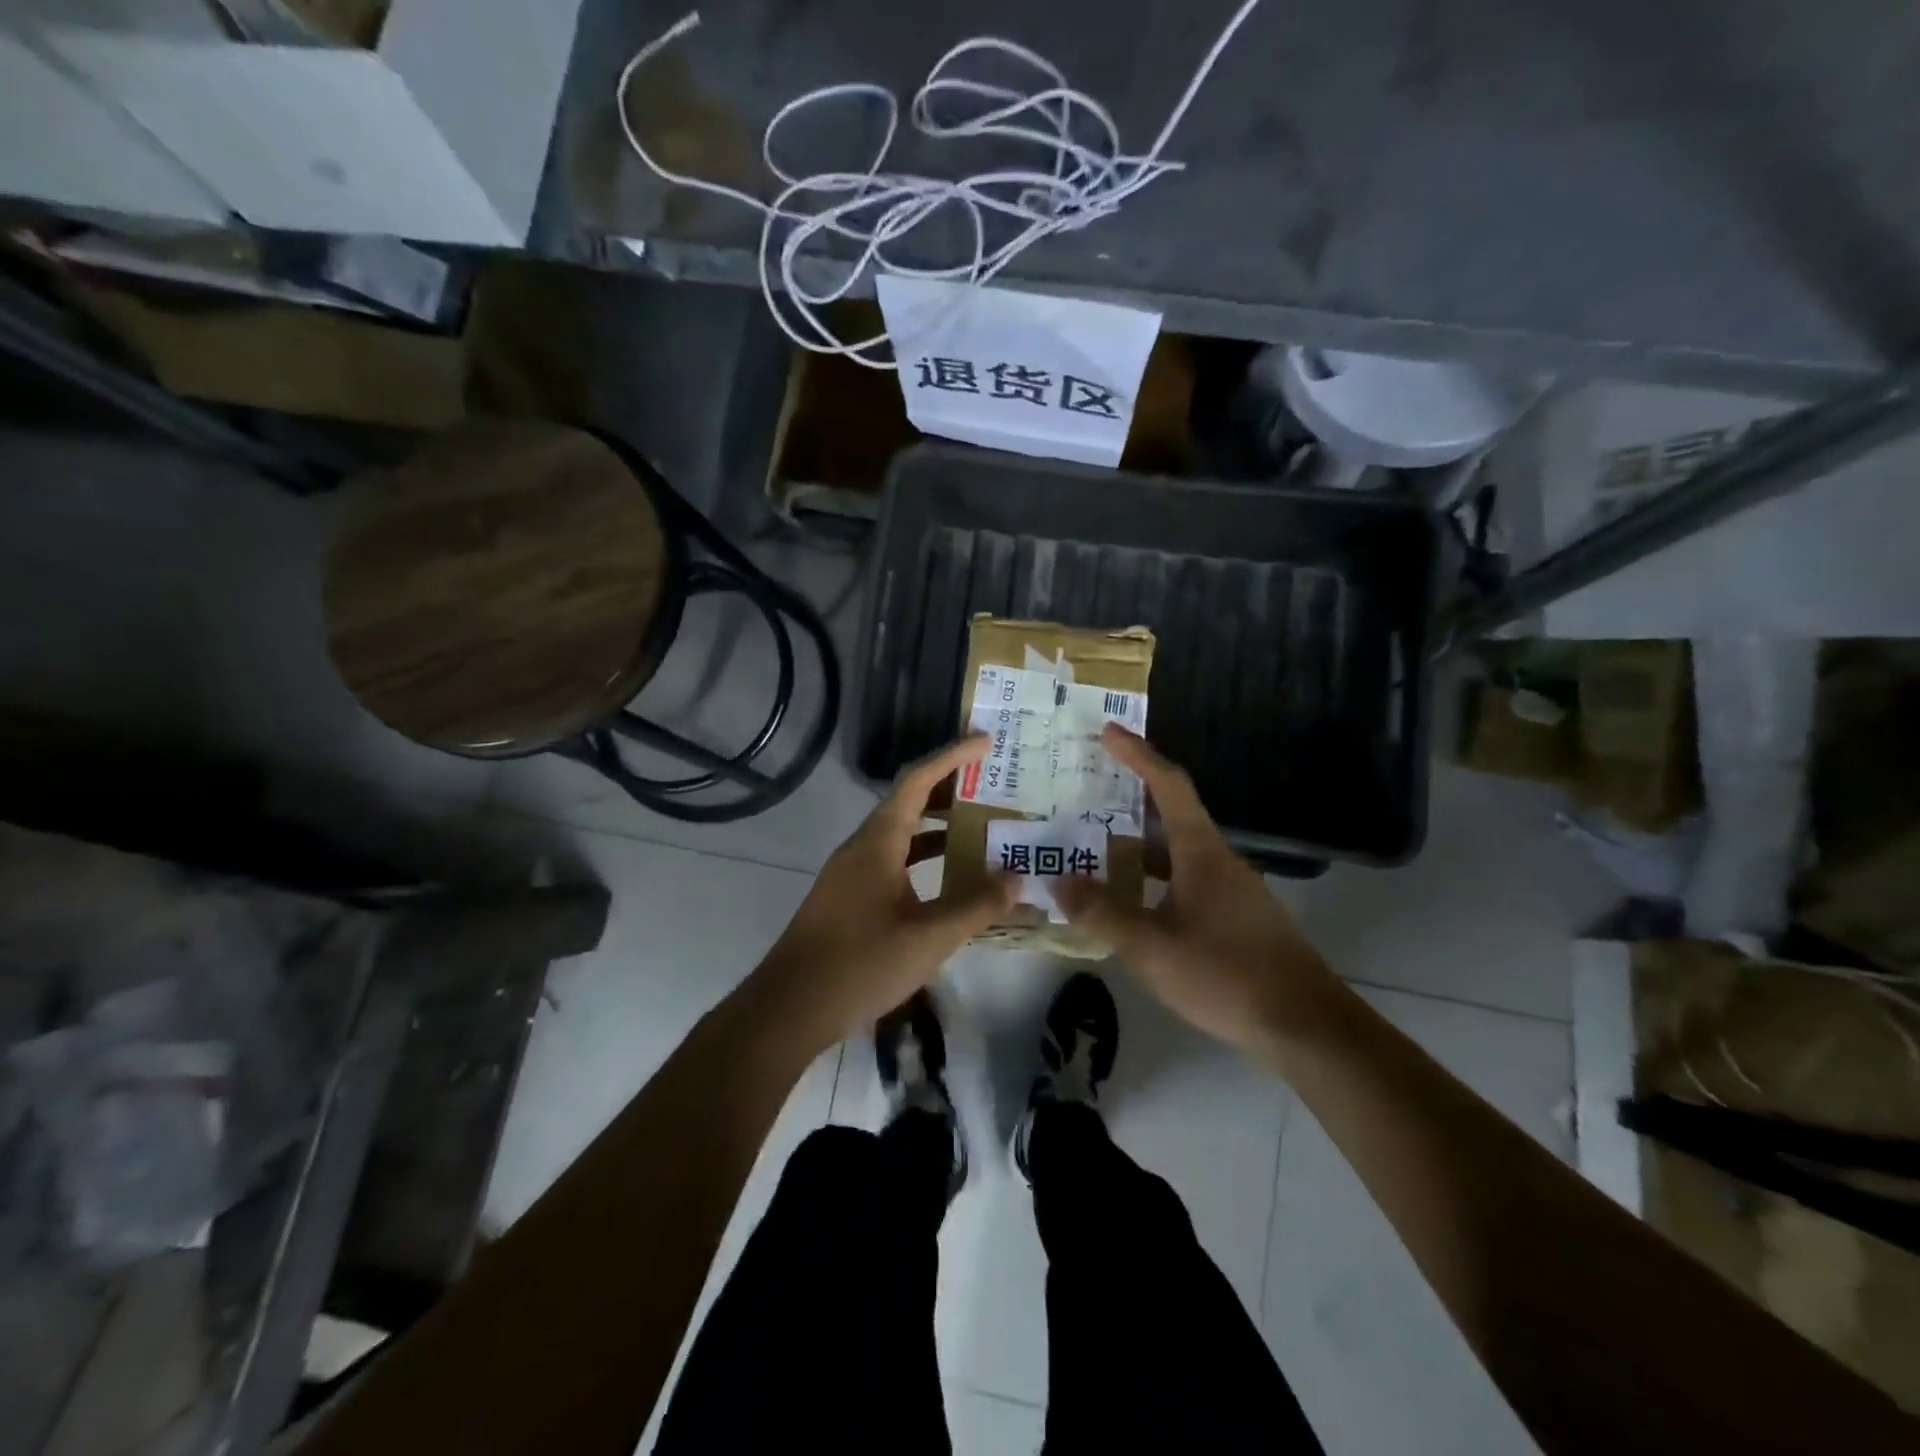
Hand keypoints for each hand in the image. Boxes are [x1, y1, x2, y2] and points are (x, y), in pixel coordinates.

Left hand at [751, 734, 1016, 1048]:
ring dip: (938, 828)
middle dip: (950, 790)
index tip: (986, 743)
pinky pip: (892, 862)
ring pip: (901, 835)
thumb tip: (1015, 879)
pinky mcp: (848, 898)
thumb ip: (975, 906)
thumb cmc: (859, 965)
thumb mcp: (928, 938)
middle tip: (994, 787)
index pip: (917, 781)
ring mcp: (851, 873)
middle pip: (909, 802)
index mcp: (878, 842)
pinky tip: (948, 881)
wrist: (789, 1009)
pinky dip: (923, 859)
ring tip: (982, 829)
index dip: (952, 757)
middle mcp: (862, 847)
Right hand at [1054, 725, 1335, 1055]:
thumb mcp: (1151, 948)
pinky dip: (1154, 876)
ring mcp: (1231, 889)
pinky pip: (1185, 879)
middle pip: (1171, 813)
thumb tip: (1058, 883)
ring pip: (1177, 851)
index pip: (1167, 785)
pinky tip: (1132, 900)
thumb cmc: (1226, 975)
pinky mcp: (1236, 917)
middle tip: (1088, 789)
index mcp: (1200, 852)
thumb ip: (1102, 914)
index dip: (1137, 754)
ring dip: (1140, 842)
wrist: (1306, 1025)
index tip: (1109, 731)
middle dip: (1130, 796)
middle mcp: (1218, 860)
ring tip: (1097, 844)